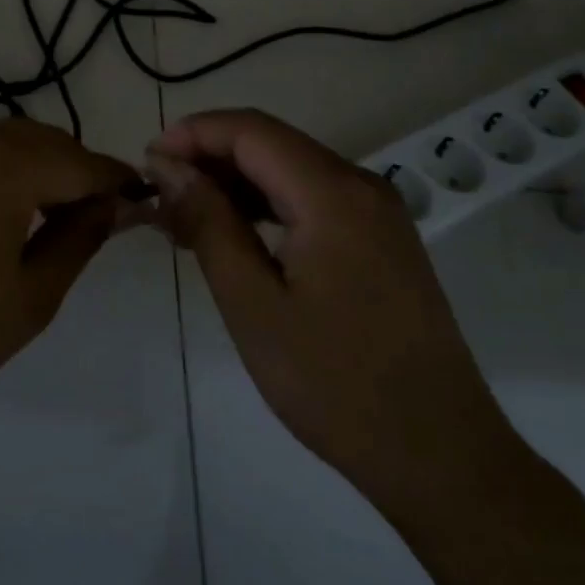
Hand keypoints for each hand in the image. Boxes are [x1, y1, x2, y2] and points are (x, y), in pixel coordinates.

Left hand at [0, 118, 140, 428]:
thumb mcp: (31, 297)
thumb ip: (79, 239)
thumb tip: (110, 205)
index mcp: (5, 166)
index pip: (82, 163)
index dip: (116, 181)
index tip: (140, 199)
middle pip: (44, 140)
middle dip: (76, 171)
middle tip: (91, 217)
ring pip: (5, 141)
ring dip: (36, 167)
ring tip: (43, 217)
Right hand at [147, 109, 521, 513]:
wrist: (439, 454)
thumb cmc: (335, 384)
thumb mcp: (253, 304)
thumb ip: (208, 223)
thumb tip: (168, 166)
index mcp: (333, 194)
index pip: (250, 130)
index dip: (192, 134)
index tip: (145, 164)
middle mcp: (361, 186)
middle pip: (271, 144)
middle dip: (208, 159)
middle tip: (158, 199)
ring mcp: (377, 212)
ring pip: (290, 171)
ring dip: (234, 185)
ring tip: (183, 222)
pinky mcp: (381, 239)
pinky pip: (312, 200)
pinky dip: (266, 207)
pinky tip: (233, 238)